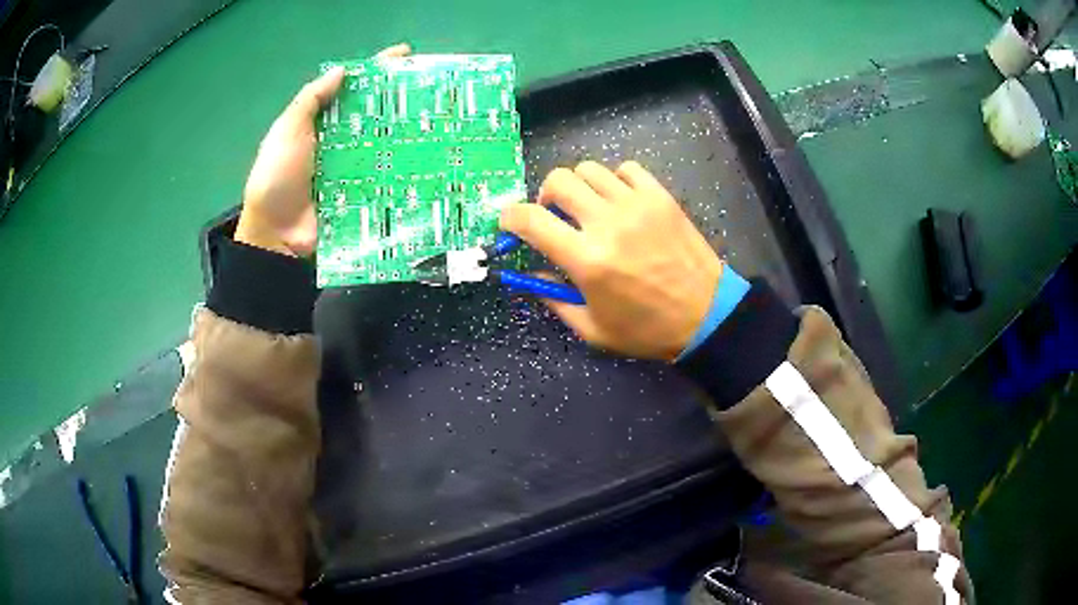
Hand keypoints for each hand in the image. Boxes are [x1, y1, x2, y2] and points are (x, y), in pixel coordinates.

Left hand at [235, 43, 411, 256]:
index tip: (405, 55)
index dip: (375, 69)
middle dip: (399, 98)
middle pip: (372, 111)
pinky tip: (428, 157)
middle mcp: (338, 139)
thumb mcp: (287, 131)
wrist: (276, 233)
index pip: (351, 86)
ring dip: (406, 130)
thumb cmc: (278, 176)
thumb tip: (343, 71)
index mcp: (320, 121)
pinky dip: (402, 165)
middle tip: (431, 89)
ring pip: (383, 141)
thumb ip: (310, 100)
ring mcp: (351, 167)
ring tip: (437, 119)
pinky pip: (384, 174)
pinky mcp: (360, 192)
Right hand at [500, 161, 722, 360]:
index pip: (530, 220)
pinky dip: (614, 181)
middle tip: (554, 217)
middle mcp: (608, 223)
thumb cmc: (647, 329)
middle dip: (545, 197)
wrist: (707, 316)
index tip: (510, 223)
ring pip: (589, 170)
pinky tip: (620, 201)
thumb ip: (554, 299)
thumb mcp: (592, 329)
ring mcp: (637, 204)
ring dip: (579, 188)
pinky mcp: (661, 197)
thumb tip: (531, 275)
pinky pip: (626, 169)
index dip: (510, 217)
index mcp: (587, 260)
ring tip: (589, 209)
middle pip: (558, 181)